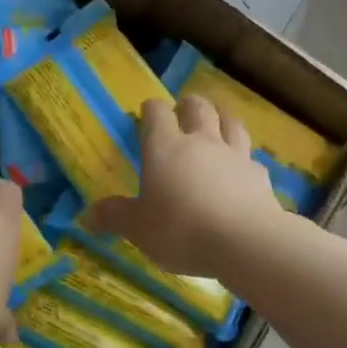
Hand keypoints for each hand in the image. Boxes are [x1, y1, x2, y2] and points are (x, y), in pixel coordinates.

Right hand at [83, 96, 282, 275]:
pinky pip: (250, 158)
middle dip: (188, 105)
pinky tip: (241, 170)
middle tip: (182, 110)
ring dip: (222, 119)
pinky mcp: (259, 175)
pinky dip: (243, 159)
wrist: (244, 242)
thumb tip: (87, 216)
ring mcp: (234, 155)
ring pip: (230, 123)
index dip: (151, 109)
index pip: (156, 113)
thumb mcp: (137, 228)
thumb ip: (114, 217)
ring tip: (217, 125)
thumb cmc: (180, 229)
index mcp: (163, 147)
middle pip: (197, 108)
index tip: (146, 113)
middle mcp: (200, 142)